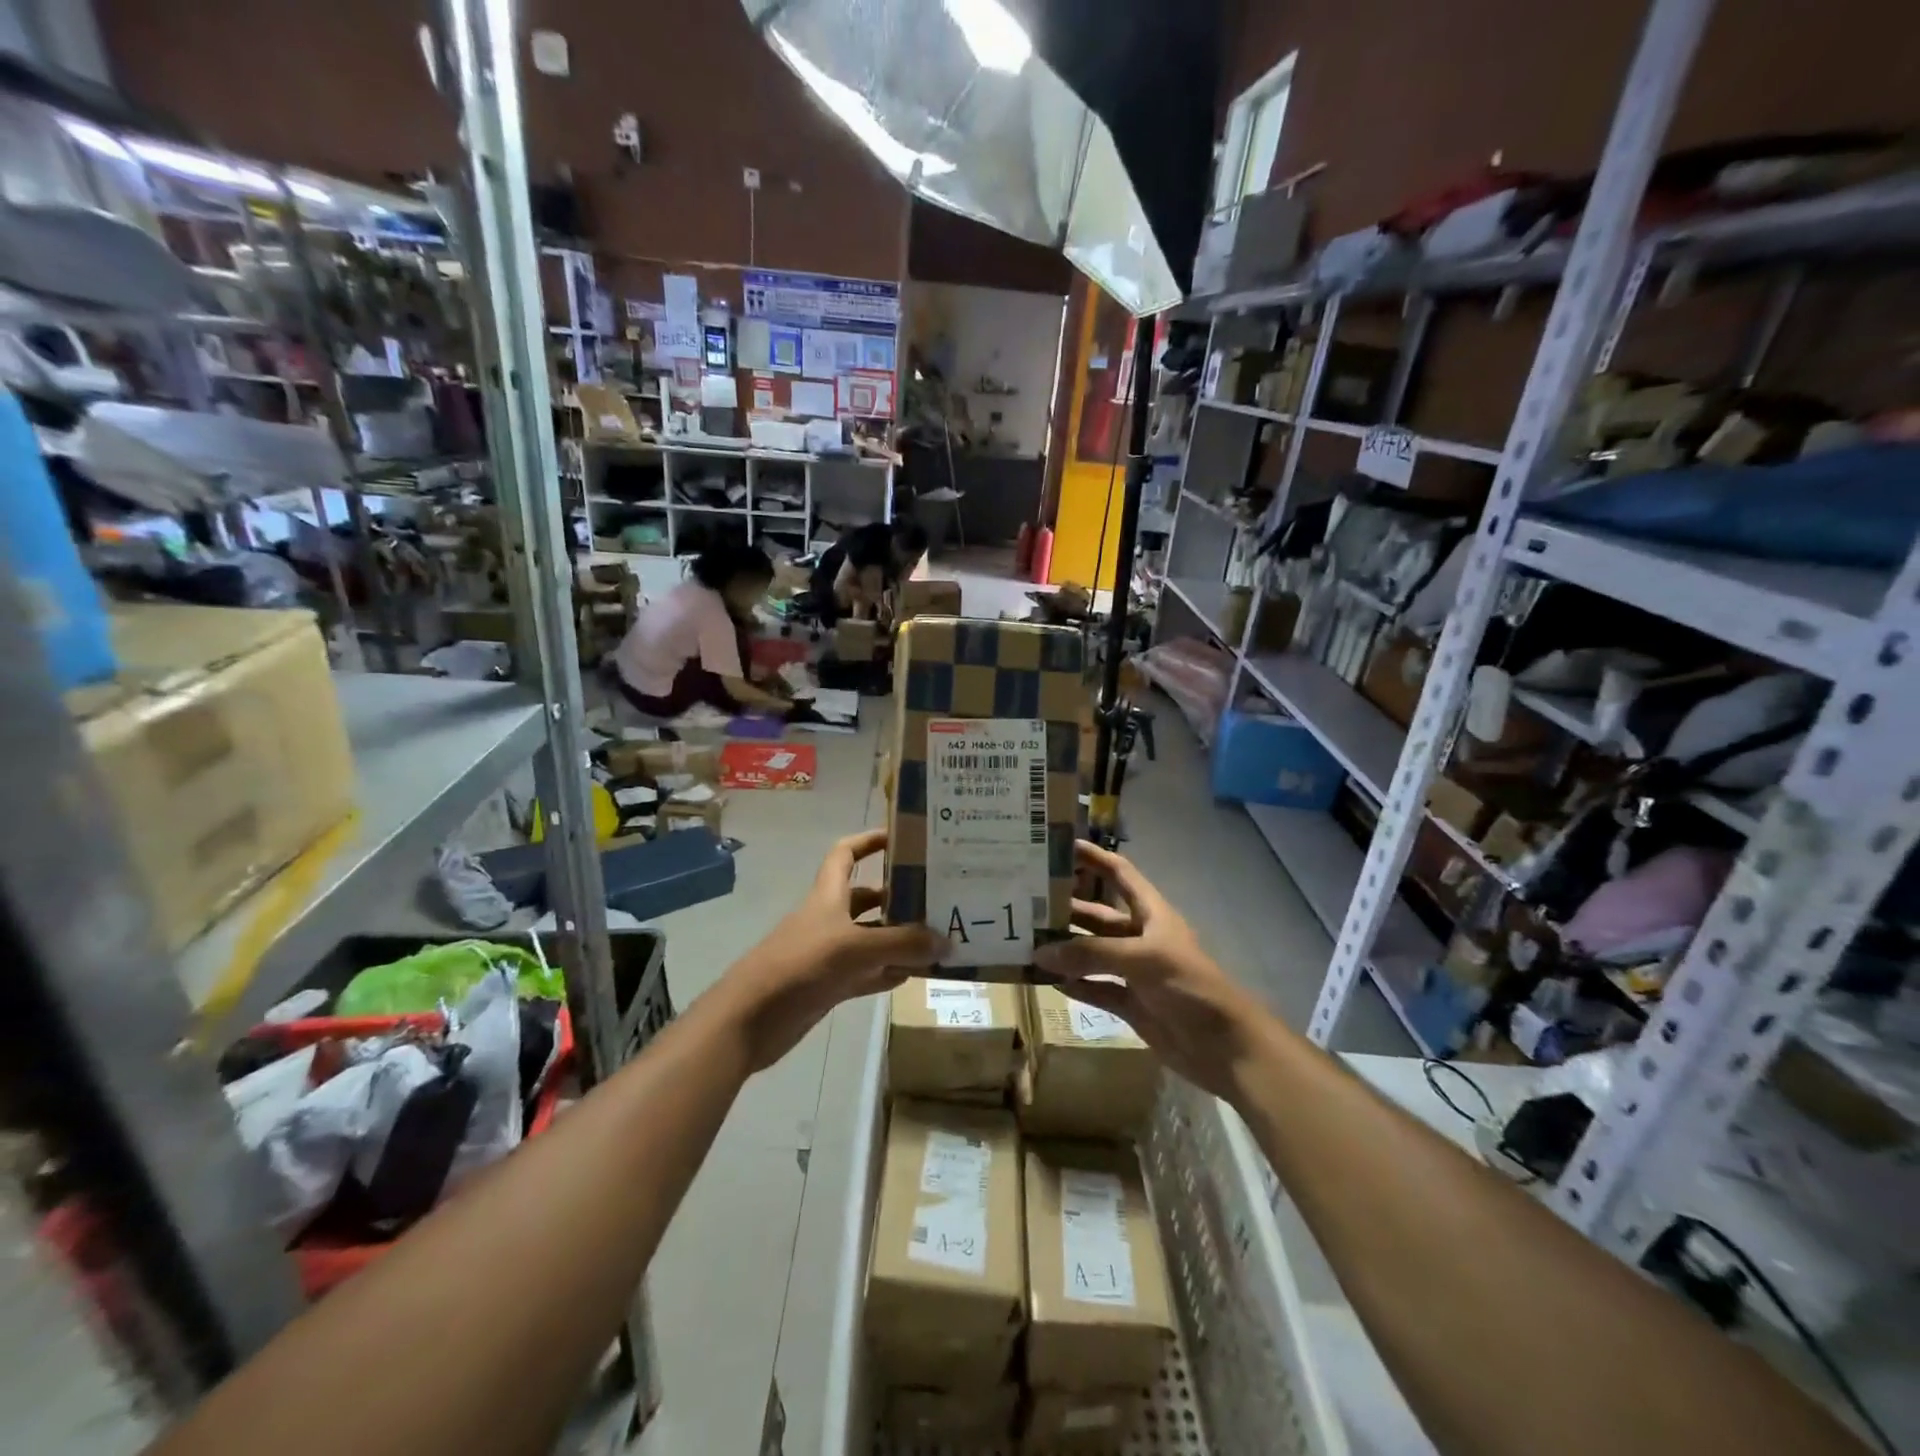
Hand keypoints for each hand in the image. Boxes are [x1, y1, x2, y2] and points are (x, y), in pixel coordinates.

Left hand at [719, 829, 943, 1070]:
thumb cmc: (798, 966)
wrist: (748, 1020)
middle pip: (868, 898)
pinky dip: (889, 972)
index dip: (869, 840)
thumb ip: (902, 944)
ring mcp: (830, 953)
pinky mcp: (830, 984)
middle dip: (899, 896)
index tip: (902, 836)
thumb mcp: (854, 948)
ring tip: (940, 938)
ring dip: (901, 939)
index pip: (846, 854)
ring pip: (872, 938)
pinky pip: (868, 973)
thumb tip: (947, 942)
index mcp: (828, 896)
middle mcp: (830, 918)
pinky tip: (916, 975)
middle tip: (939, 896)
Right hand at [1034, 841, 1269, 1101]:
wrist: (1224, 1047)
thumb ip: (1091, 954)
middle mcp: (1140, 937)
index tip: (1059, 846)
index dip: (1094, 858)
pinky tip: (1047, 980)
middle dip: (1067, 908)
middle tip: (1025, 902)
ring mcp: (1134, 972)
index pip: (1119, 874)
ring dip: (1064, 949)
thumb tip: (1040, 953)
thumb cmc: (1189, 986)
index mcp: (1152, 914)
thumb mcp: (1142, 960)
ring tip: (1027, 942)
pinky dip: (1074, 985)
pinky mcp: (1131, 1004)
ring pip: (1092, 953)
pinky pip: (1096, 989)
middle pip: (1098, 916)